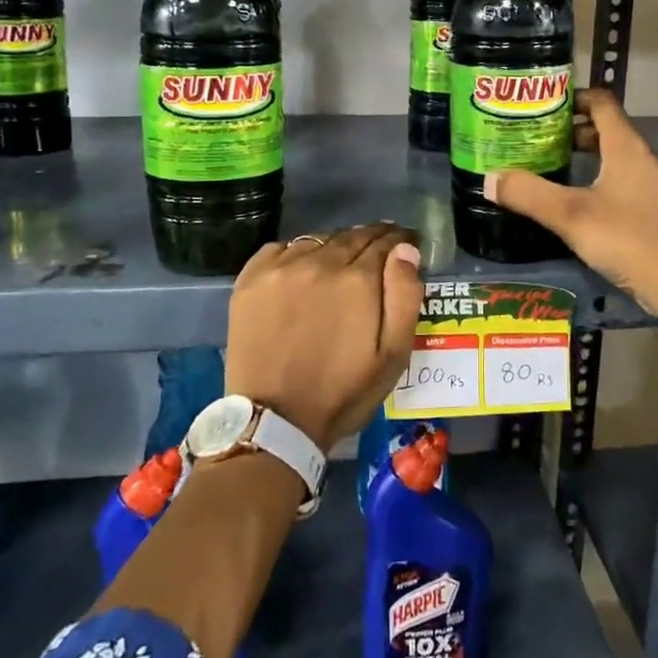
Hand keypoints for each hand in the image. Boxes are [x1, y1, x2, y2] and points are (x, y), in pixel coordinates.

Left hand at [224, 224, 423, 452]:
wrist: (274, 421)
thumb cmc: (342, 392)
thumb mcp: (392, 355)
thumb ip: (404, 296)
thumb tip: (405, 250)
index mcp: (358, 279)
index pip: (385, 243)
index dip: (400, 241)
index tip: (406, 243)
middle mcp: (319, 262)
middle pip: (352, 236)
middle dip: (371, 239)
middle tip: (379, 250)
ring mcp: (281, 268)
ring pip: (318, 240)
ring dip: (335, 246)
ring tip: (341, 262)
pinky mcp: (251, 278)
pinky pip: (281, 249)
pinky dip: (298, 254)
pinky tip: (302, 270)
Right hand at [484, 89, 657, 315]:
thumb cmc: (624, 237)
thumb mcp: (569, 215)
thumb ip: (529, 194)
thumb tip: (490, 178)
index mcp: (625, 146)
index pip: (601, 102)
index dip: (573, 97)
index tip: (543, 105)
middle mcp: (640, 158)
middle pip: (605, 129)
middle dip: (571, 129)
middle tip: (537, 138)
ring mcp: (649, 184)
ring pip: (612, 156)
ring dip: (584, 155)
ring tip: (549, 166)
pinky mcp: (650, 209)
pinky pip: (619, 180)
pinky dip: (595, 178)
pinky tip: (575, 200)